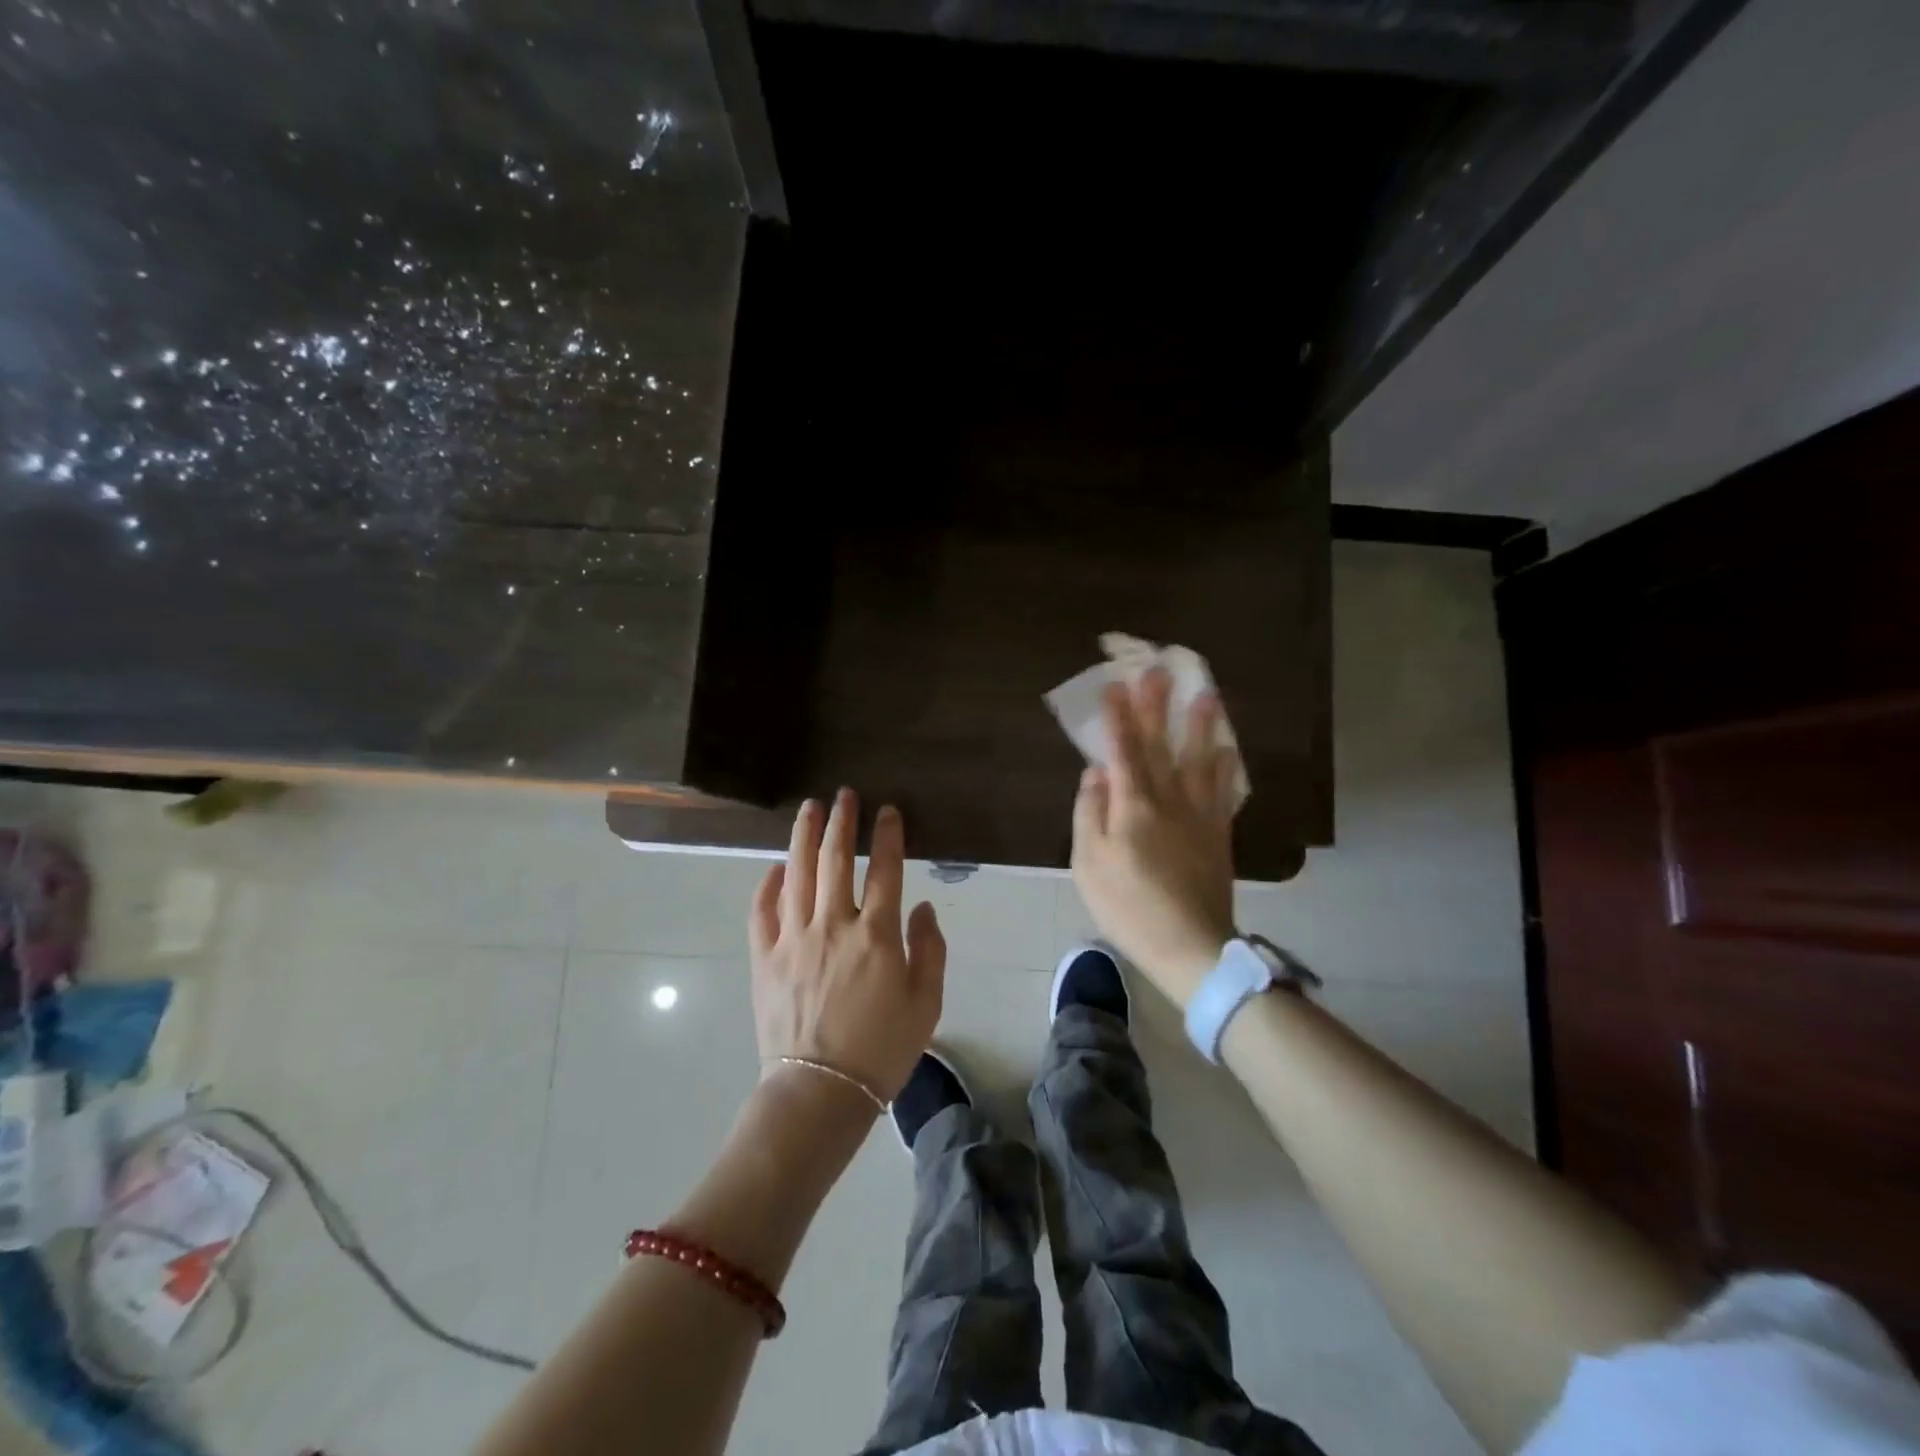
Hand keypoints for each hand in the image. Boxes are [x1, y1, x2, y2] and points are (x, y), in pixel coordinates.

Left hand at [748, 790, 946, 1102]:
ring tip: (809, 808)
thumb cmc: (882, 1051)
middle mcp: (833, 926)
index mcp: (877, 936)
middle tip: (844, 794)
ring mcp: (793, 939)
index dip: (888, 835)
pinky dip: (768, 885)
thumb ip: (929, 950)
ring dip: (804, 837)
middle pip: (836, 860)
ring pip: (797, 874)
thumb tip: (921, 907)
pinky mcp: (764, 958)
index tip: (888, 811)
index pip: (885, 870)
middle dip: (842, 822)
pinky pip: (762, 911)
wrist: (820, 1093)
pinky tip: (776, 867)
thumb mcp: (926, 1004)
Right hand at [1071, 668, 1237, 1006]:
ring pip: (1199, 761)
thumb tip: (1095, 773)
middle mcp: (1168, 801)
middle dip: (1157, 707)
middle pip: (1161, 747)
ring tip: (1207, 695)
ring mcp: (1199, 816)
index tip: (1115, 684)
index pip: (1122, 751)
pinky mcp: (1218, 835)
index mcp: (1132, 807)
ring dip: (1200, 726)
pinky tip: (1228, 750)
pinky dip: (1226, 768)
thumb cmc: (1128, 907)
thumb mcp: (1088, 865)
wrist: (1189, 946)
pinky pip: (1223, 792)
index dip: (1118, 717)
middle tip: (1159, 670)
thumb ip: (1089, 814)